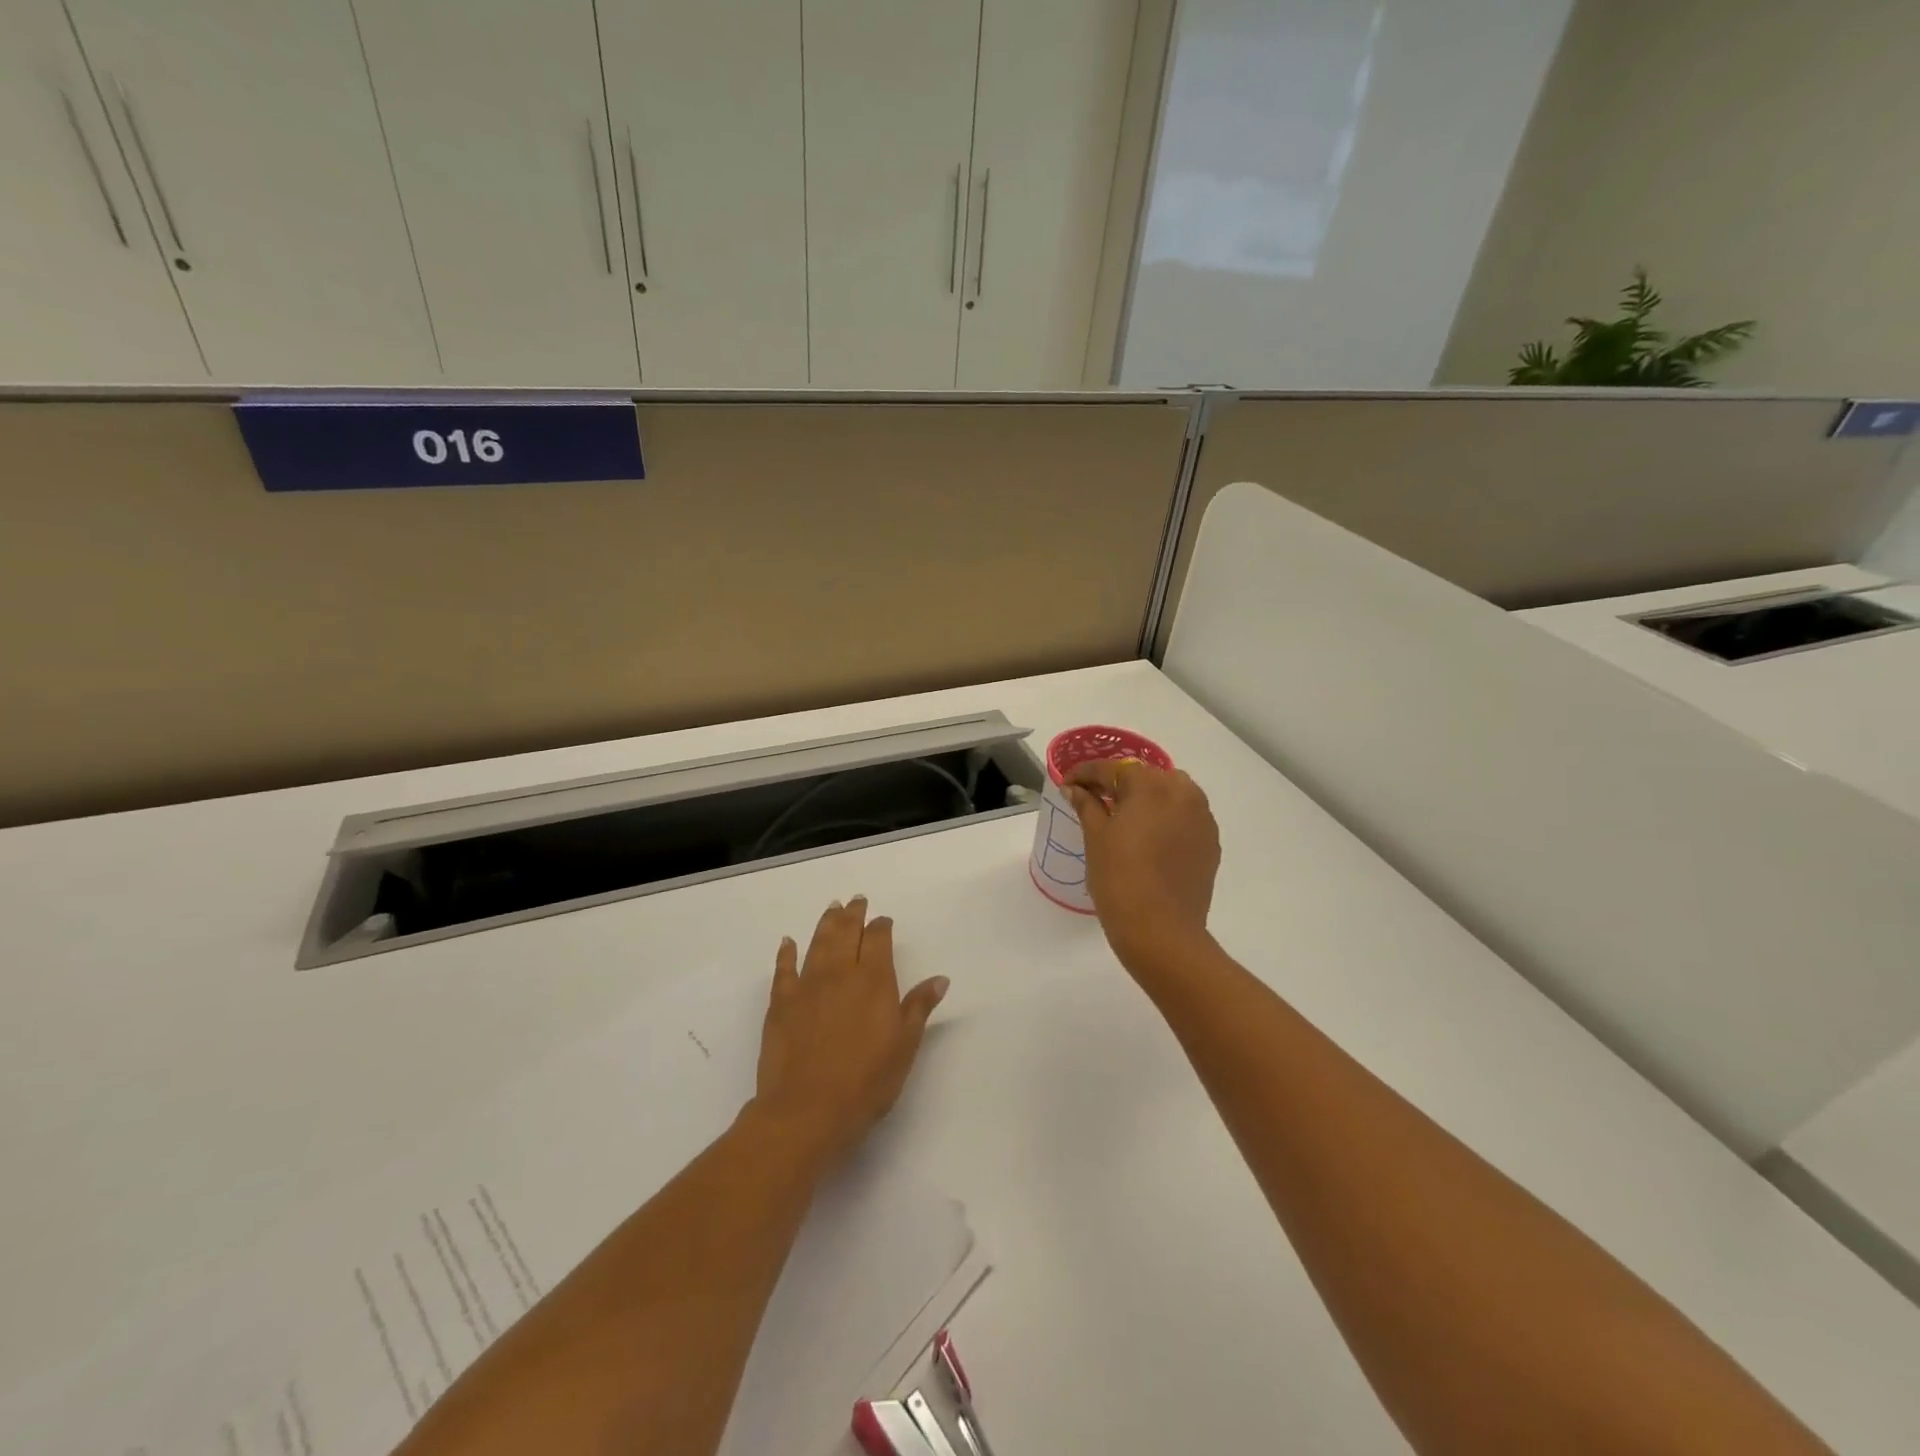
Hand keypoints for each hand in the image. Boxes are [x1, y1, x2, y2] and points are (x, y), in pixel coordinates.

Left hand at [750, 896, 948, 1172]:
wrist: (808, 1110)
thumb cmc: (867, 1082)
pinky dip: (786, 953)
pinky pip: (784, 969)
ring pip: (818, 942)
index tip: (883, 921)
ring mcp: (807, 985)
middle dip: (853, 915)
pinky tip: (788, 943)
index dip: (881, 927)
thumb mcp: (905, 1046)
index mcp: (874, 980)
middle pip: (846, 932)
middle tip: (855, 901)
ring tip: (832, 909)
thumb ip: (919, 1007)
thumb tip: (939, 978)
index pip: (878, 940)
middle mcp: (840, 973)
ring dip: (826, 923)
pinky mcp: (781, 1003)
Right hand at [1064, 762, 1220, 971]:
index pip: (1112, 769)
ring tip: (1125, 818)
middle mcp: (1182, 792)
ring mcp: (1202, 817)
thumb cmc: (1119, 879)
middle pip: (1146, 776)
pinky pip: (1185, 817)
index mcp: (1150, 785)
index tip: (1068, 784)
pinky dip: (1166, 819)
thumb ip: (1087, 805)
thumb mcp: (1095, 838)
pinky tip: (1150, 838)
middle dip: (1120, 783)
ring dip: (1147, 798)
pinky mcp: (1210, 842)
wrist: (1161, 931)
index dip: (1086, 774)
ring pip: (1171, 793)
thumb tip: (1075, 789)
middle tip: (1096, 799)